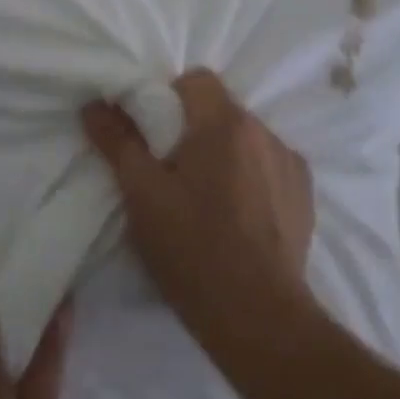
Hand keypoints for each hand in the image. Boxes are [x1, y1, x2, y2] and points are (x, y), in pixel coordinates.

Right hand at [81, 68, 315, 349]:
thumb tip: (94, 104)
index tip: (154, 137)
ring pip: (245, 138)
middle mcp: (264, 131)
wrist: (260, 318)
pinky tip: (238, 215)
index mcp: (225, 123)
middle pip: (220, 109)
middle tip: (172, 172)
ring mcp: (290, 162)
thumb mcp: (143, 195)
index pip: (196, 80)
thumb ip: (118, 141)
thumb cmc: (193, 251)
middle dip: (194, 130)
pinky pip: (269, 165)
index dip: (169, 99)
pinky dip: (251, 176)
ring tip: (207, 199)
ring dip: (224, 153)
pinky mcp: (305, 193)